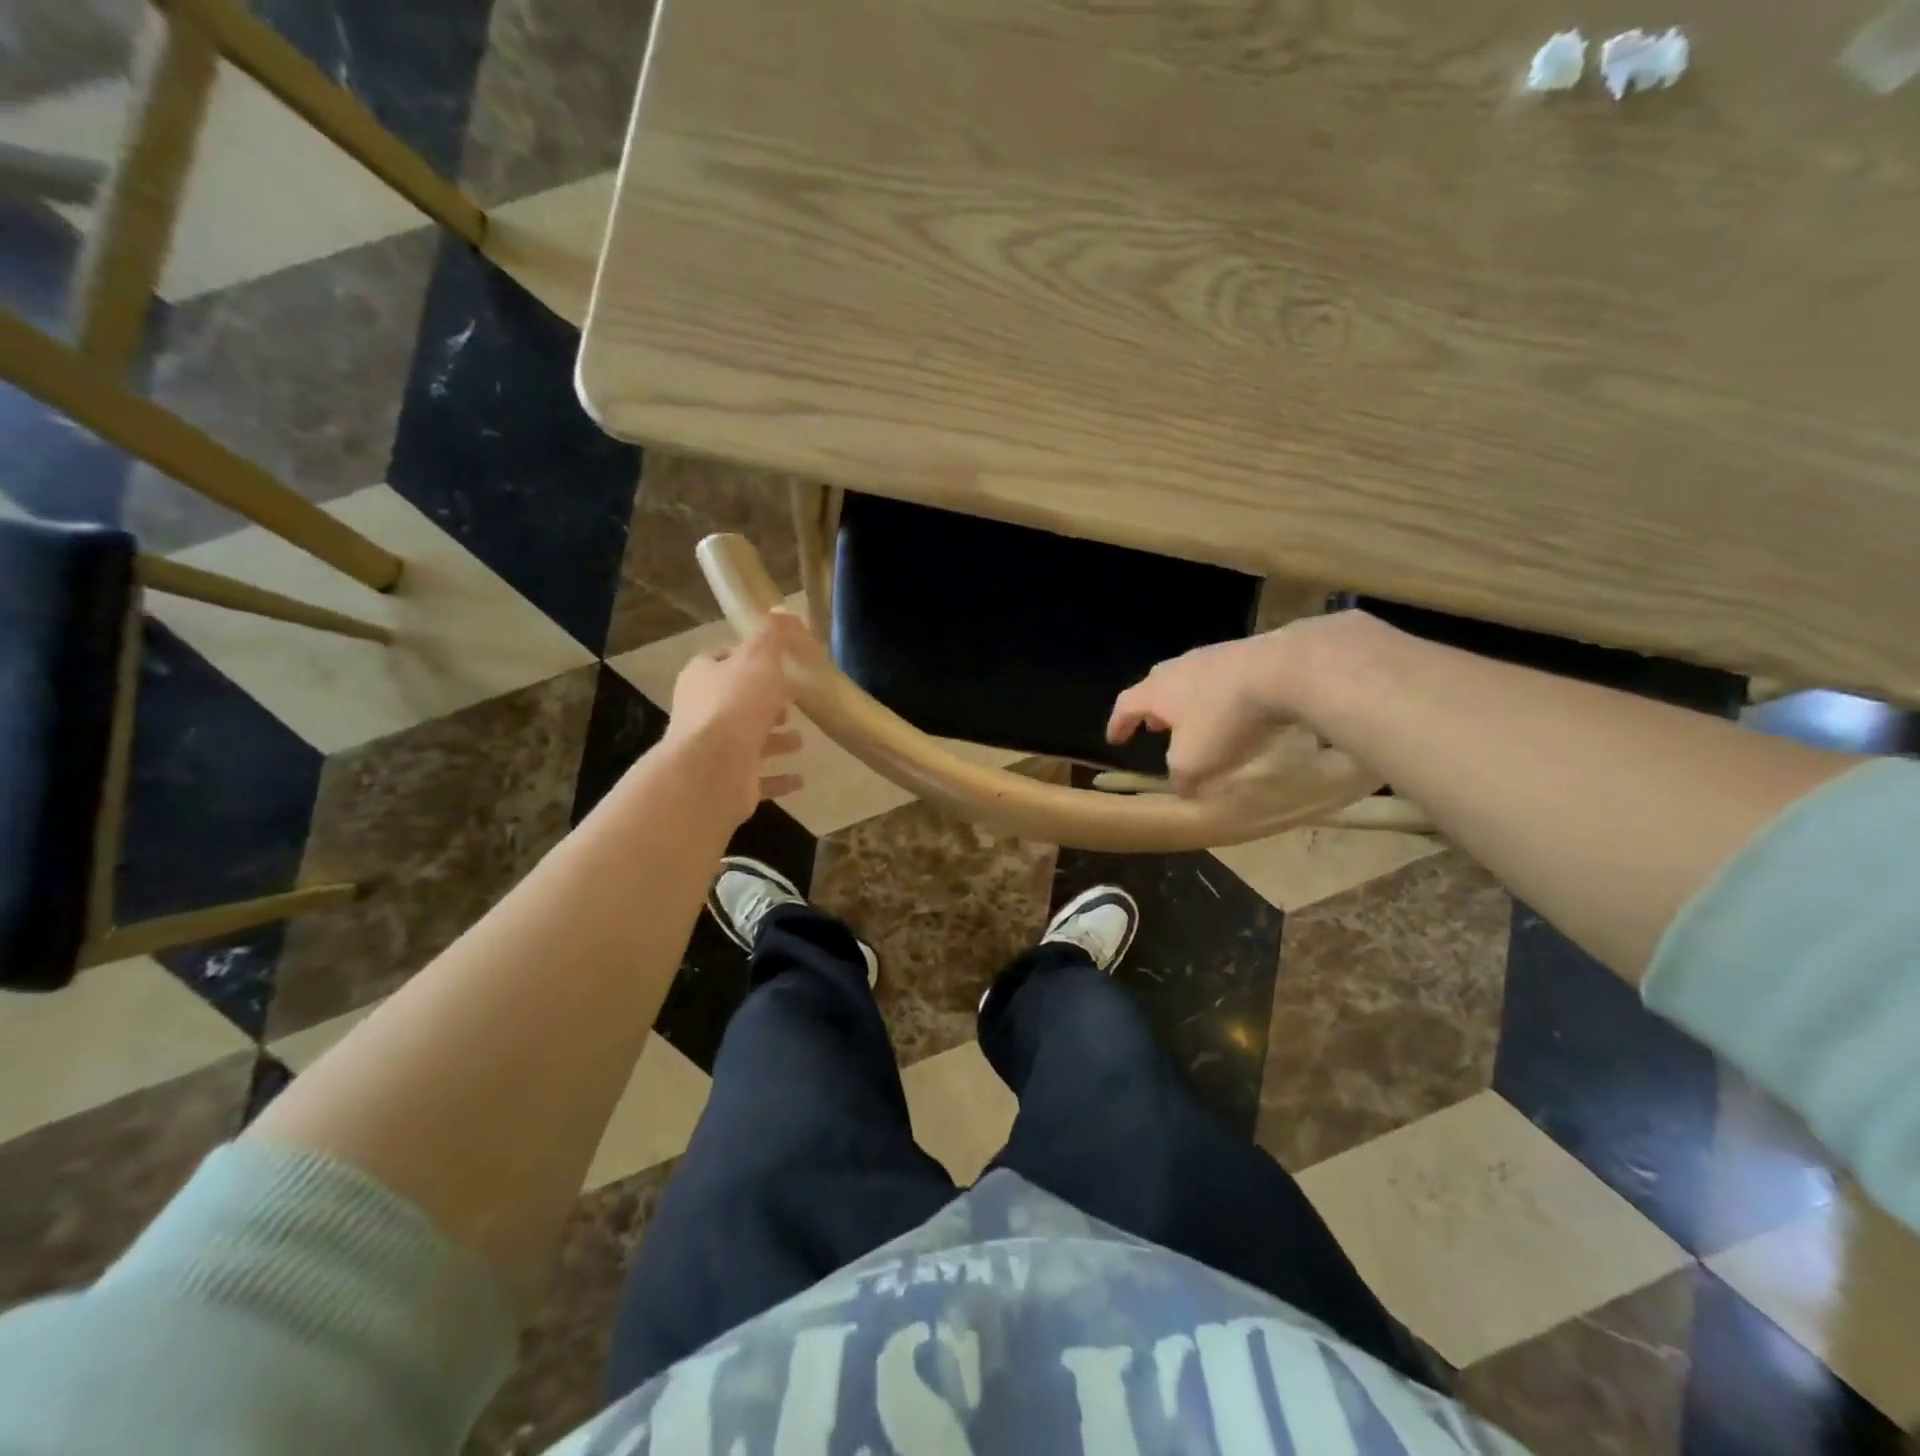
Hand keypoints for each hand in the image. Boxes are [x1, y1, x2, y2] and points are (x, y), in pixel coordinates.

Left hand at [664, 613, 809, 823]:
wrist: (713, 769)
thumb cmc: (736, 705)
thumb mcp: (759, 658)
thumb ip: (772, 635)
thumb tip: (782, 611)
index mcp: (702, 677)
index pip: (722, 659)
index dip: (749, 659)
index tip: (778, 664)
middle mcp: (701, 712)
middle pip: (736, 701)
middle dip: (765, 702)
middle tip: (793, 702)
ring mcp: (712, 750)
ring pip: (748, 740)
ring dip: (774, 740)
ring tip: (802, 739)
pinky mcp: (726, 781)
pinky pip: (757, 777)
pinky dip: (778, 778)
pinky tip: (800, 779)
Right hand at [1107, 635, 1289, 795]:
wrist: (1280, 671)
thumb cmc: (1223, 719)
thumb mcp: (1194, 761)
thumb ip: (1181, 777)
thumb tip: (1183, 786)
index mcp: (1155, 691)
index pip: (1125, 706)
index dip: (1118, 725)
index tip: (1115, 740)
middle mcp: (1176, 668)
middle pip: (1155, 687)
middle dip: (1154, 710)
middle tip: (1156, 727)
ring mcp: (1211, 656)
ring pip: (1189, 680)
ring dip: (1187, 701)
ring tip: (1197, 720)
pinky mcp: (1245, 653)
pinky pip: (1221, 678)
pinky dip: (1219, 695)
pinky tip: (1234, 710)